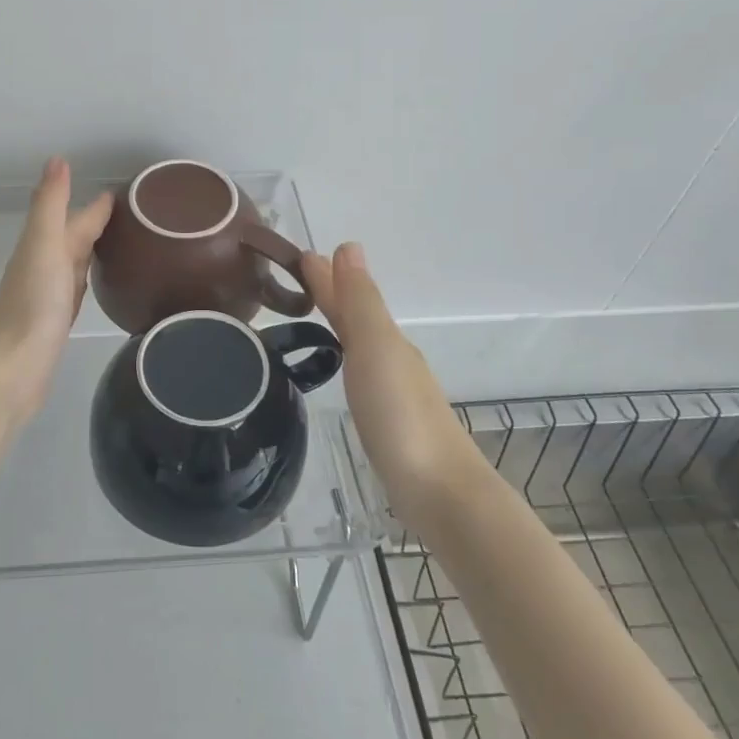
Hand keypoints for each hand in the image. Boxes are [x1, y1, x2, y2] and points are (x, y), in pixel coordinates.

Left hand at [0, 158, 113, 426]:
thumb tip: (57, 158)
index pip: (76, 217)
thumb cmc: (31, 306)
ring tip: (124, 240)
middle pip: (75, 237)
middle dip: (98, 222)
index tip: (130, 191)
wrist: (10, 371)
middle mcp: (44, 265)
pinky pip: (77, 289)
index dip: (98, 204)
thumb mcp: (43, 246)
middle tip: (137, 213)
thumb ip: (51, 205)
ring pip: (76, 262)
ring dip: (94, 248)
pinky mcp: (56, 322)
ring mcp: (49, 295)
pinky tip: (98, 281)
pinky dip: (89, 279)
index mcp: (43, 245)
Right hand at [301, 243, 478, 514]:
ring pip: (360, 346)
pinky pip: (361, 376)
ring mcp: (394, 394)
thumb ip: (360, 301)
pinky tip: (339, 372)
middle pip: (357, 319)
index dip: (326, 277)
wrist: (440, 492)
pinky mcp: (389, 425)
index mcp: (386, 340)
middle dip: (331, 296)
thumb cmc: (400, 415)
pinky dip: (346, 360)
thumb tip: (348, 246)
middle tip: (298, 279)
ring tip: (310, 317)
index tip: (298, 256)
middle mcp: (392, 360)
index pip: (350, 298)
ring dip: (338, 325)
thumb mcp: (376, 348)